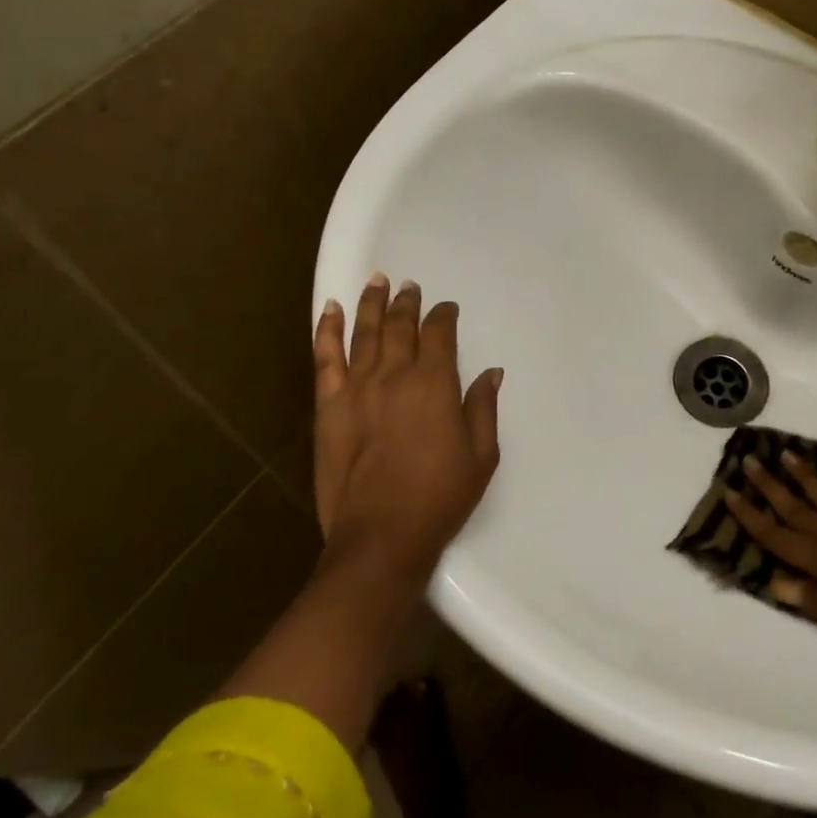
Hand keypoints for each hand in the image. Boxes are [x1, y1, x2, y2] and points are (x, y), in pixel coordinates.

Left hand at [312, 275, 503, 588]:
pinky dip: (327, 330)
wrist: (380, 536)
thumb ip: (483, 408)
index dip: (444, 316)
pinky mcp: (328, 406)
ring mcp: (357, 388)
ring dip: (372, 303)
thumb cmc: (439, 497)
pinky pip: (325, 358)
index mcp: (435, 384)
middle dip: (407, 302)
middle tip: (410, 287)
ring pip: (364, 333)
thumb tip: (491, 372)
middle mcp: (395, 375)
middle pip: (400, 326)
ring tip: (377, 281)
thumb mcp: (481, 456)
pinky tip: (331, 310)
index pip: (439, 334)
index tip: (447, 309)